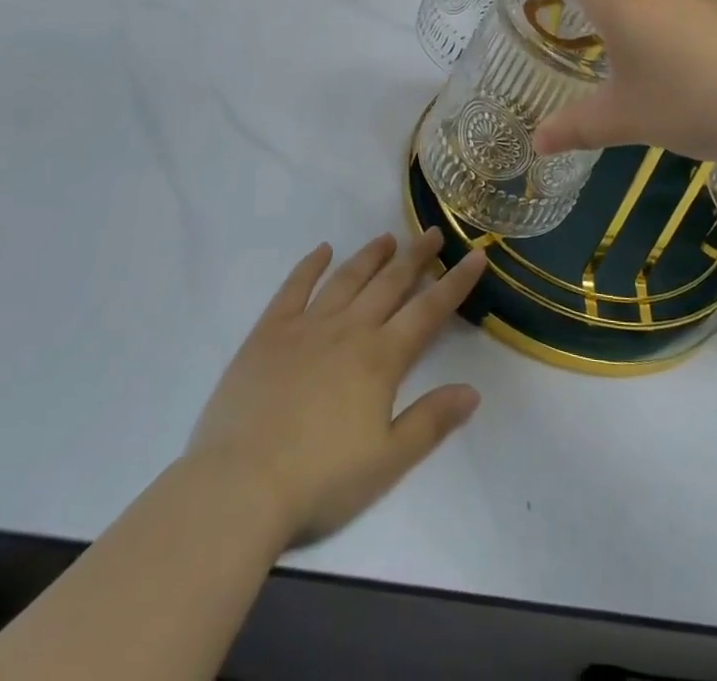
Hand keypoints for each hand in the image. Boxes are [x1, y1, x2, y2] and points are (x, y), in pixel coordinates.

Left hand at [186, 229, 487, 549]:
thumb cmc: (320, 480)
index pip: (428, 311)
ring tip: (388, 237)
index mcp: (380, 358)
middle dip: (416, 257)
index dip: (455, 283)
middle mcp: (348, 329)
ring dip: (370, 255)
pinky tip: (323, 250)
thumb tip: (473, 391)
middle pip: (390, 283)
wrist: (241, 484)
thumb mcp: (387, 461)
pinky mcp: (269, 331)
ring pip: (347, 278)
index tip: (476, 256)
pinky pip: (295, 287)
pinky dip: (311, 265)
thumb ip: (431, 421)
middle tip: (433, 232)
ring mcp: (306, 325)